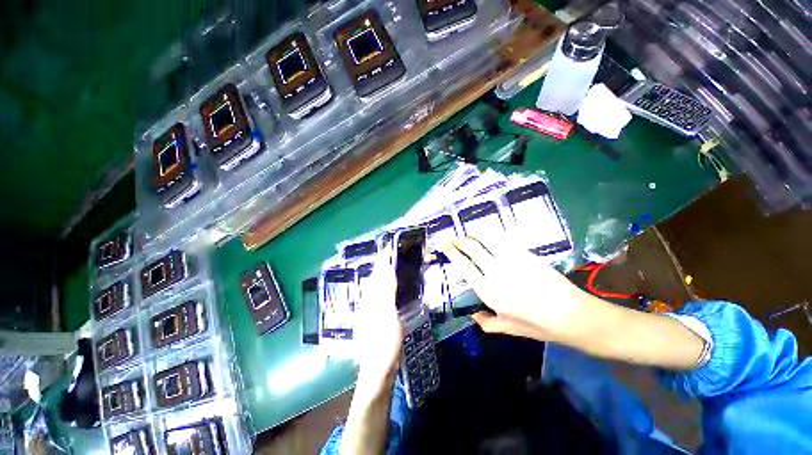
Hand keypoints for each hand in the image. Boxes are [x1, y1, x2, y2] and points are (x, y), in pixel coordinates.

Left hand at [353, 257, 403, 390]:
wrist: (377, 368)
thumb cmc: (383, 341)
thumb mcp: (387, 313)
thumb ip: (386, 289)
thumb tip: (387, 267)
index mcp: (371, 297)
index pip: (377, 272)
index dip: (383, 259)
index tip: (391, 247)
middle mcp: (368, 300)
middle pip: (376, 277)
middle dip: (385, 264)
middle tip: (397, 254)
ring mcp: (372, 309)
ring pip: (378, 285)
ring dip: (386, 273)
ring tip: (396, 264)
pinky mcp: (376, 316)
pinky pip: (381, 294)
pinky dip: (388, 285)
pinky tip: (393, 286)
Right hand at [442, 236, 591, 342]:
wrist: (574, 315)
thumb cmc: (540, 326)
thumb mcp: (511, 329)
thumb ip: (488, 324)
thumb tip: (473, 316)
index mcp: (488, 292)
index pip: (463, 266)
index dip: (452, 253)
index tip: (445, 246)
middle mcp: (495, 272)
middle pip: (471, 248)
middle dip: (459, 240)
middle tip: (453, 238)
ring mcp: (511, 260)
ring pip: (486, 237)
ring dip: (474, 232)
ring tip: (469, 231)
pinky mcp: (525, 253)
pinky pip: (503, 238)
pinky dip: (491, 233)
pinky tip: (488, 233)